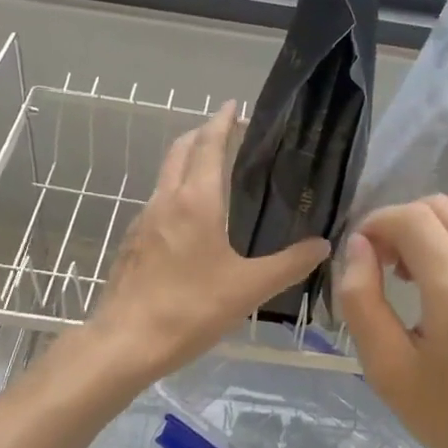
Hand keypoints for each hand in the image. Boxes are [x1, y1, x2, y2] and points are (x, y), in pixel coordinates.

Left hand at [88, 102, 329, 387]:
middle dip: (202, 133)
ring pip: (166, 175)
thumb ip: (289, 264)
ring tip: (212, 169)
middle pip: (181, 150)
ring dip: (187, 161)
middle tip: (227, 132)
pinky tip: (190, 217)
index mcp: (196, 201)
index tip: (234, 106)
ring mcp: (144, 220)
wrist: (125, 342)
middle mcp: (166, 200)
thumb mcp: (249, 288)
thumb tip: (323, 245)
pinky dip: (176, 189)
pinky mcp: (133, 242)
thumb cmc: (190, 308)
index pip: (209, 145)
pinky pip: (158, 200)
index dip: (222, 122)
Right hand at [336, 195, 447, 447]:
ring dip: (429, 225)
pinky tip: (445, 274)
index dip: (377, 223)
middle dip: (400, 222)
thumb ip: (361, 299)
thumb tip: (358, 246)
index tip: (362, 253)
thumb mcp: (386, 369)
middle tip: (384, 264)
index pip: (413, 220)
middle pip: (439, 206)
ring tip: (413, 268)